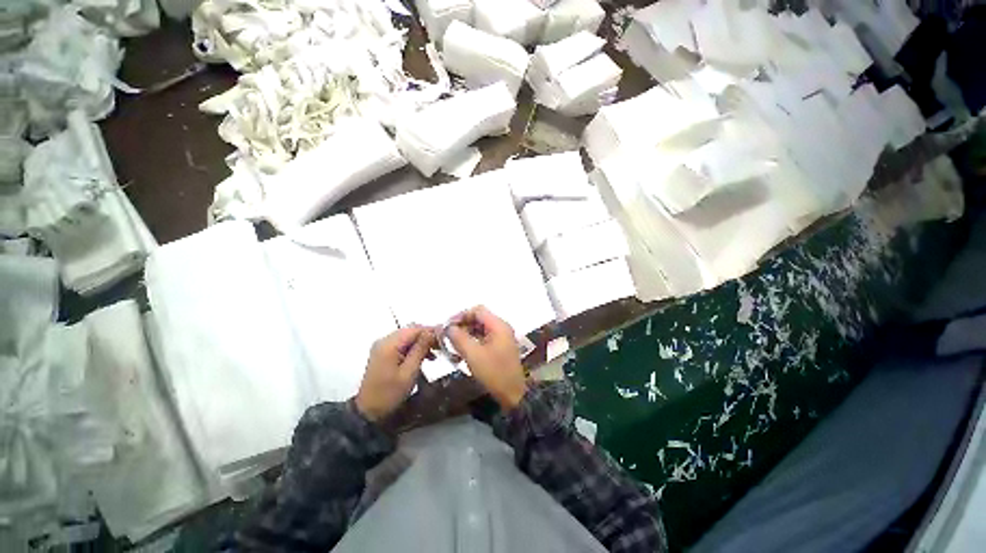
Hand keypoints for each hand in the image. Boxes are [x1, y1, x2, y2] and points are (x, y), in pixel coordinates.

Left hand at [355, 326, 436, 421]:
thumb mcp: (409, 372)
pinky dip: (414, 348)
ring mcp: (383, 346)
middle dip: (428, 336)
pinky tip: (424, 356)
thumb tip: (432, 332)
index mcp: (389, 344)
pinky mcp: (384, 353)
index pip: (415, 329)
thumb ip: (420, 349)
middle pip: (411, 330)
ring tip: (436, 353)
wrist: (368, 411)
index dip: (431, 331)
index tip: (446, 338)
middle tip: (442, 346)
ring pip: (408, 337)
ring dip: (422, 342)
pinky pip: (403, 344)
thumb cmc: (389, 394)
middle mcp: (384, 341)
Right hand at [447, 306, 527, 410]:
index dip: (461, 315)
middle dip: (463, 324)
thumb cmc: (494, 372)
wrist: (513, 394)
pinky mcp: (500, 347)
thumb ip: (459, 338)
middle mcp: (501, 328)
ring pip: (480, 328)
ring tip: (452, 343)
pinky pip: (484, 338)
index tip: (448, 326)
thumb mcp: (473, 355)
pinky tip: (462, 350)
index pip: (478, 310)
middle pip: (479, 318)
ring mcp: (502, 338)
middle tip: (448, 335)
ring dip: (466, 333)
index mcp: (498, 325)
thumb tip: (448, 328)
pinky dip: (472, 341)